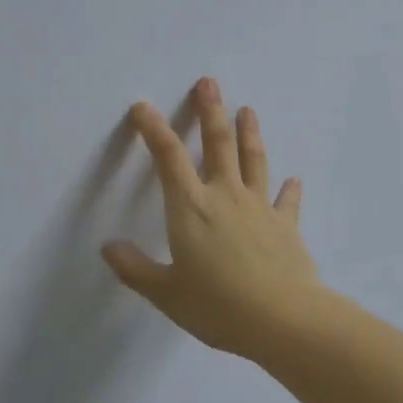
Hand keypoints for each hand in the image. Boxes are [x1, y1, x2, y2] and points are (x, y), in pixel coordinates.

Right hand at [102, 77, 324, 361]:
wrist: (283, 320)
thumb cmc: (218, 306)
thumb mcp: (167, 293)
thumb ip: (136, 269)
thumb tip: (108, 247)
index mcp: (190, 209)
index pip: (167, 158)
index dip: (153, 129)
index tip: (143, 106)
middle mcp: (225, 197)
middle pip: (217, 145)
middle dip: (210, 111)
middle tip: (209, 83)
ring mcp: (259, 208)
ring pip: (253, 161)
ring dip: (249, 133)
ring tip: (247, 109)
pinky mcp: (286, 226)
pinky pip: (286, 201)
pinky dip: (289, 189)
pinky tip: (293, 179)